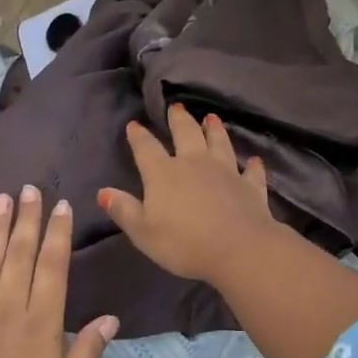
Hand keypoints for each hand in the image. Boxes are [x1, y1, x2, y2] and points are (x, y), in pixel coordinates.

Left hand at [0, 186, 118, 357]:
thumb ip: (87, 351)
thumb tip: (110, 317)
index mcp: (41, 322)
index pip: (53, 266)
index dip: (58, 233)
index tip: (61, 206)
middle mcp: (8, 307)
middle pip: (20, 254)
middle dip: (27, 219)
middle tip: (30, 188)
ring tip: (0, 199)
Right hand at [99, 104, 279, 283]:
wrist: (238, 249)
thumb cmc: (183, 243)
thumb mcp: (142, 231)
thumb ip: (123, 210)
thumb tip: (103, 192)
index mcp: (163, 173)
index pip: (146, 148)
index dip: (139, 136)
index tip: (134, 125)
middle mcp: (194, 164)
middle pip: (186, 135)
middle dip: (179, 120)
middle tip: (177, 108)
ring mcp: (225, 172)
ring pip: (219, 144)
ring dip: (215, 131)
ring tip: (211, 118)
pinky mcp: (250, 187)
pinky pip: (250, 172)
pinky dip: (251, 165)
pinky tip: (254, 160)